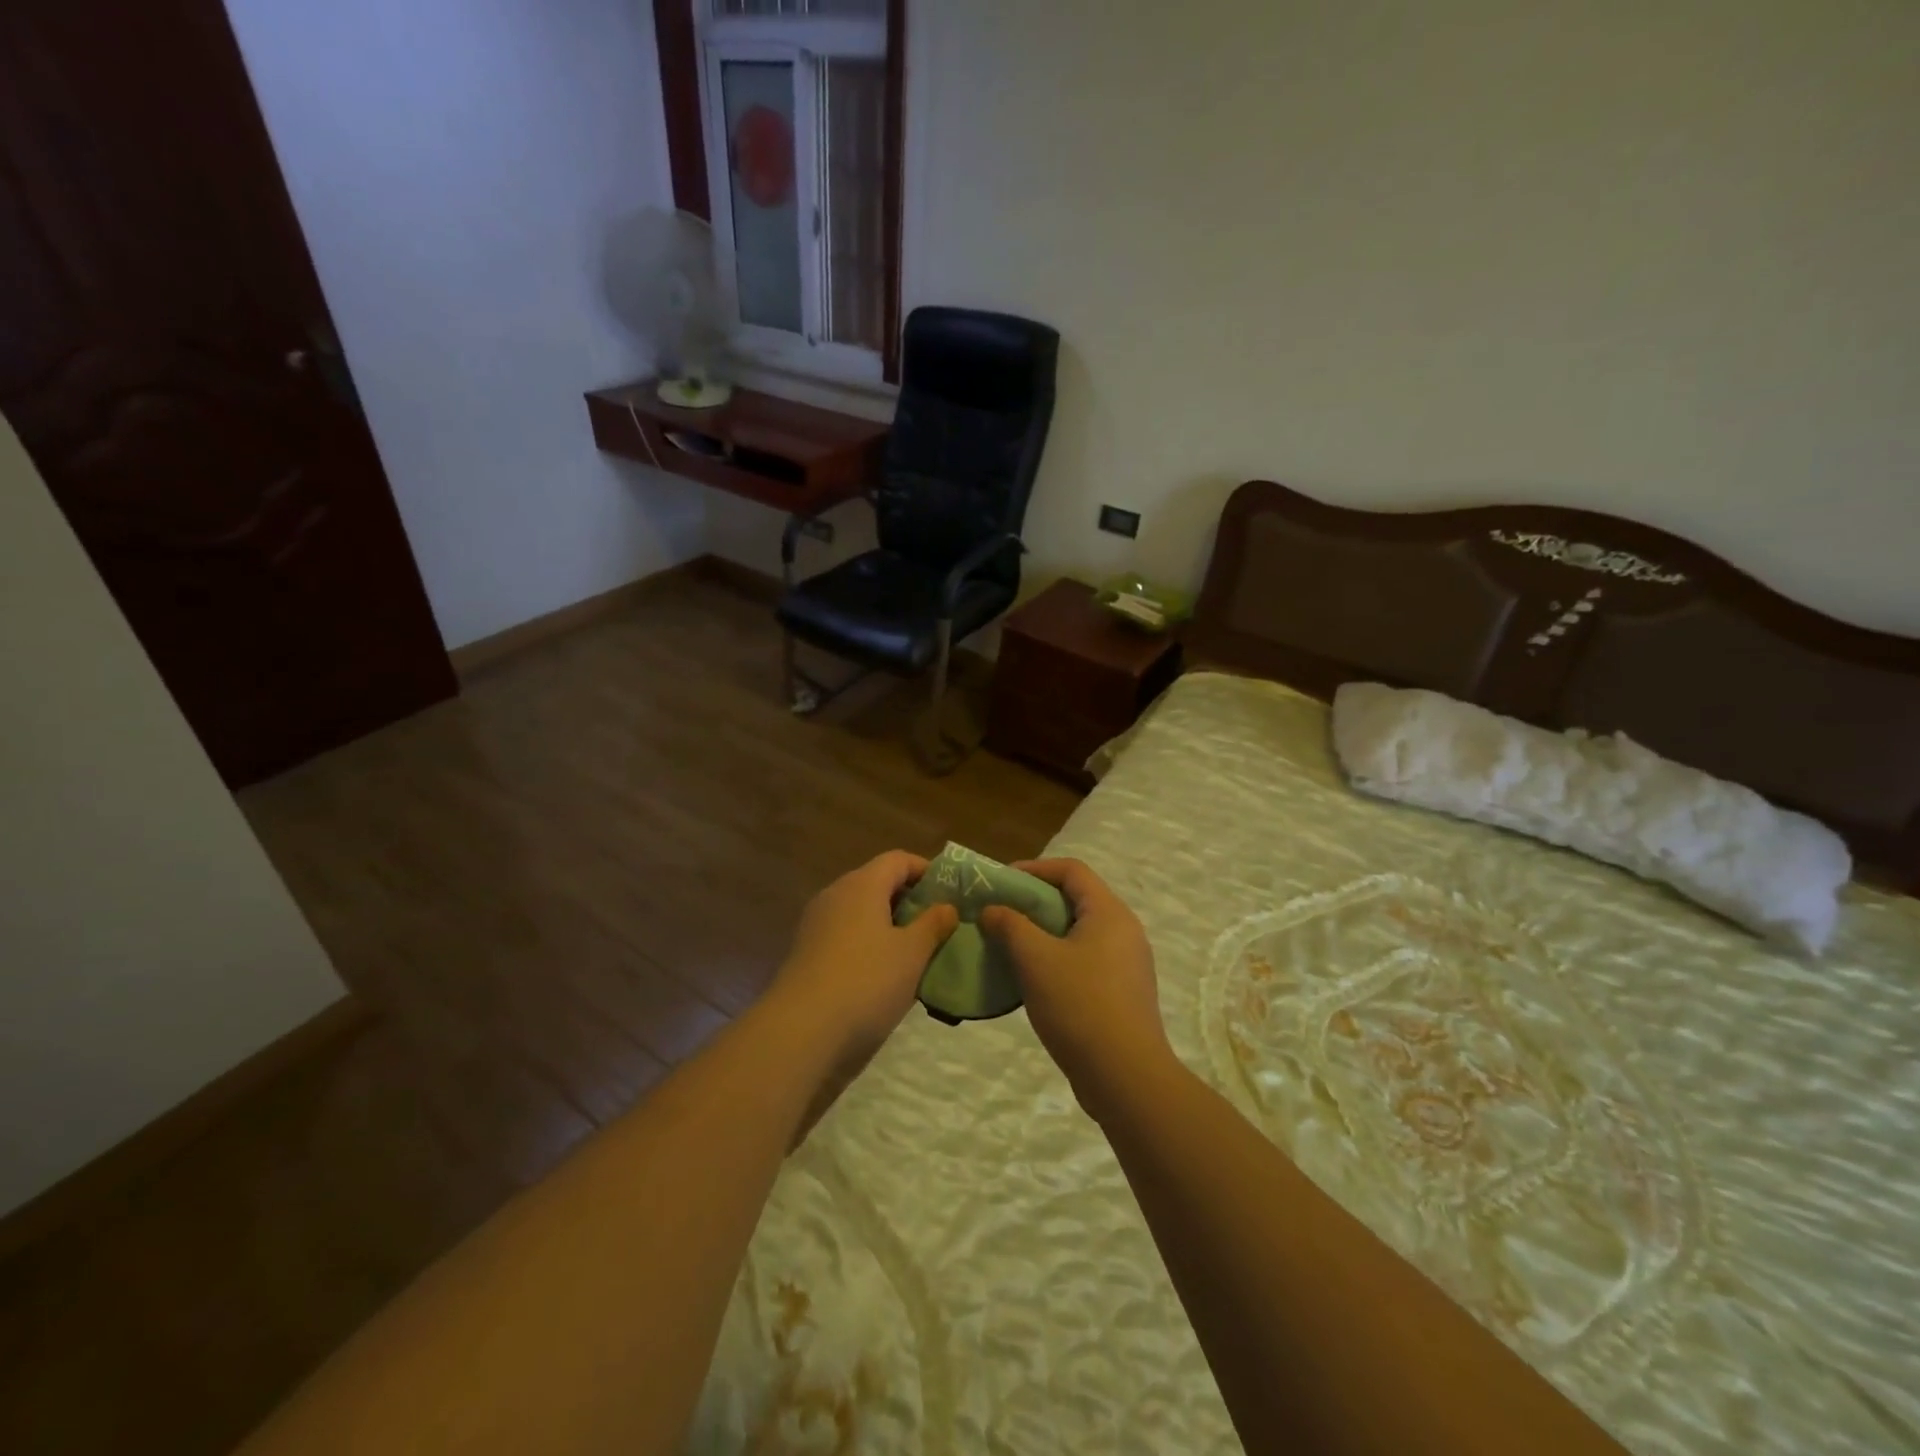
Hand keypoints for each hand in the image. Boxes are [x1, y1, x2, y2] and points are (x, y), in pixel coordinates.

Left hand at [770, 851, 959, 1071]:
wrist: (800, 1031)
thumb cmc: (866, 982)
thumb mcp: (912, 953)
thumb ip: (933, 925)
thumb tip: (947, 906)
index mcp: (862, 885)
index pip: (898, 860)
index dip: (926, 870)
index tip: (950, 893)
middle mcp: (835, 895)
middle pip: (877, 883)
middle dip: (909, 900)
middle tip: (938, 925)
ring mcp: (816, 924)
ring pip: (860, 911)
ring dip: (888, 924)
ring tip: (915, 952)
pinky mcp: (806, 953)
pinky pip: (845, 935)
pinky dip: (868, 943)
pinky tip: (883, 973)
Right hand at [979, 858, 1171, 1120]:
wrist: (1125, 1077)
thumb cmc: (1079, 1005)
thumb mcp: (1035, 959)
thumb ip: (1010, 926)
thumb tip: (992, 910)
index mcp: (1109, 913)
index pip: (1072, 870)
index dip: (1035, 869)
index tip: (1001, 882)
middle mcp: (1125, 931)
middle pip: (1077, 899)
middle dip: (1035, 902)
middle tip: (1001, 914)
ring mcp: (1128, 964)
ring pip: (1080, 933)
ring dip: (1044, 933)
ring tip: (1011, 946)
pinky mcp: (1124, 993)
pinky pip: (1087, 960)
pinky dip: (1058, 958)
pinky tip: (1034, 980)